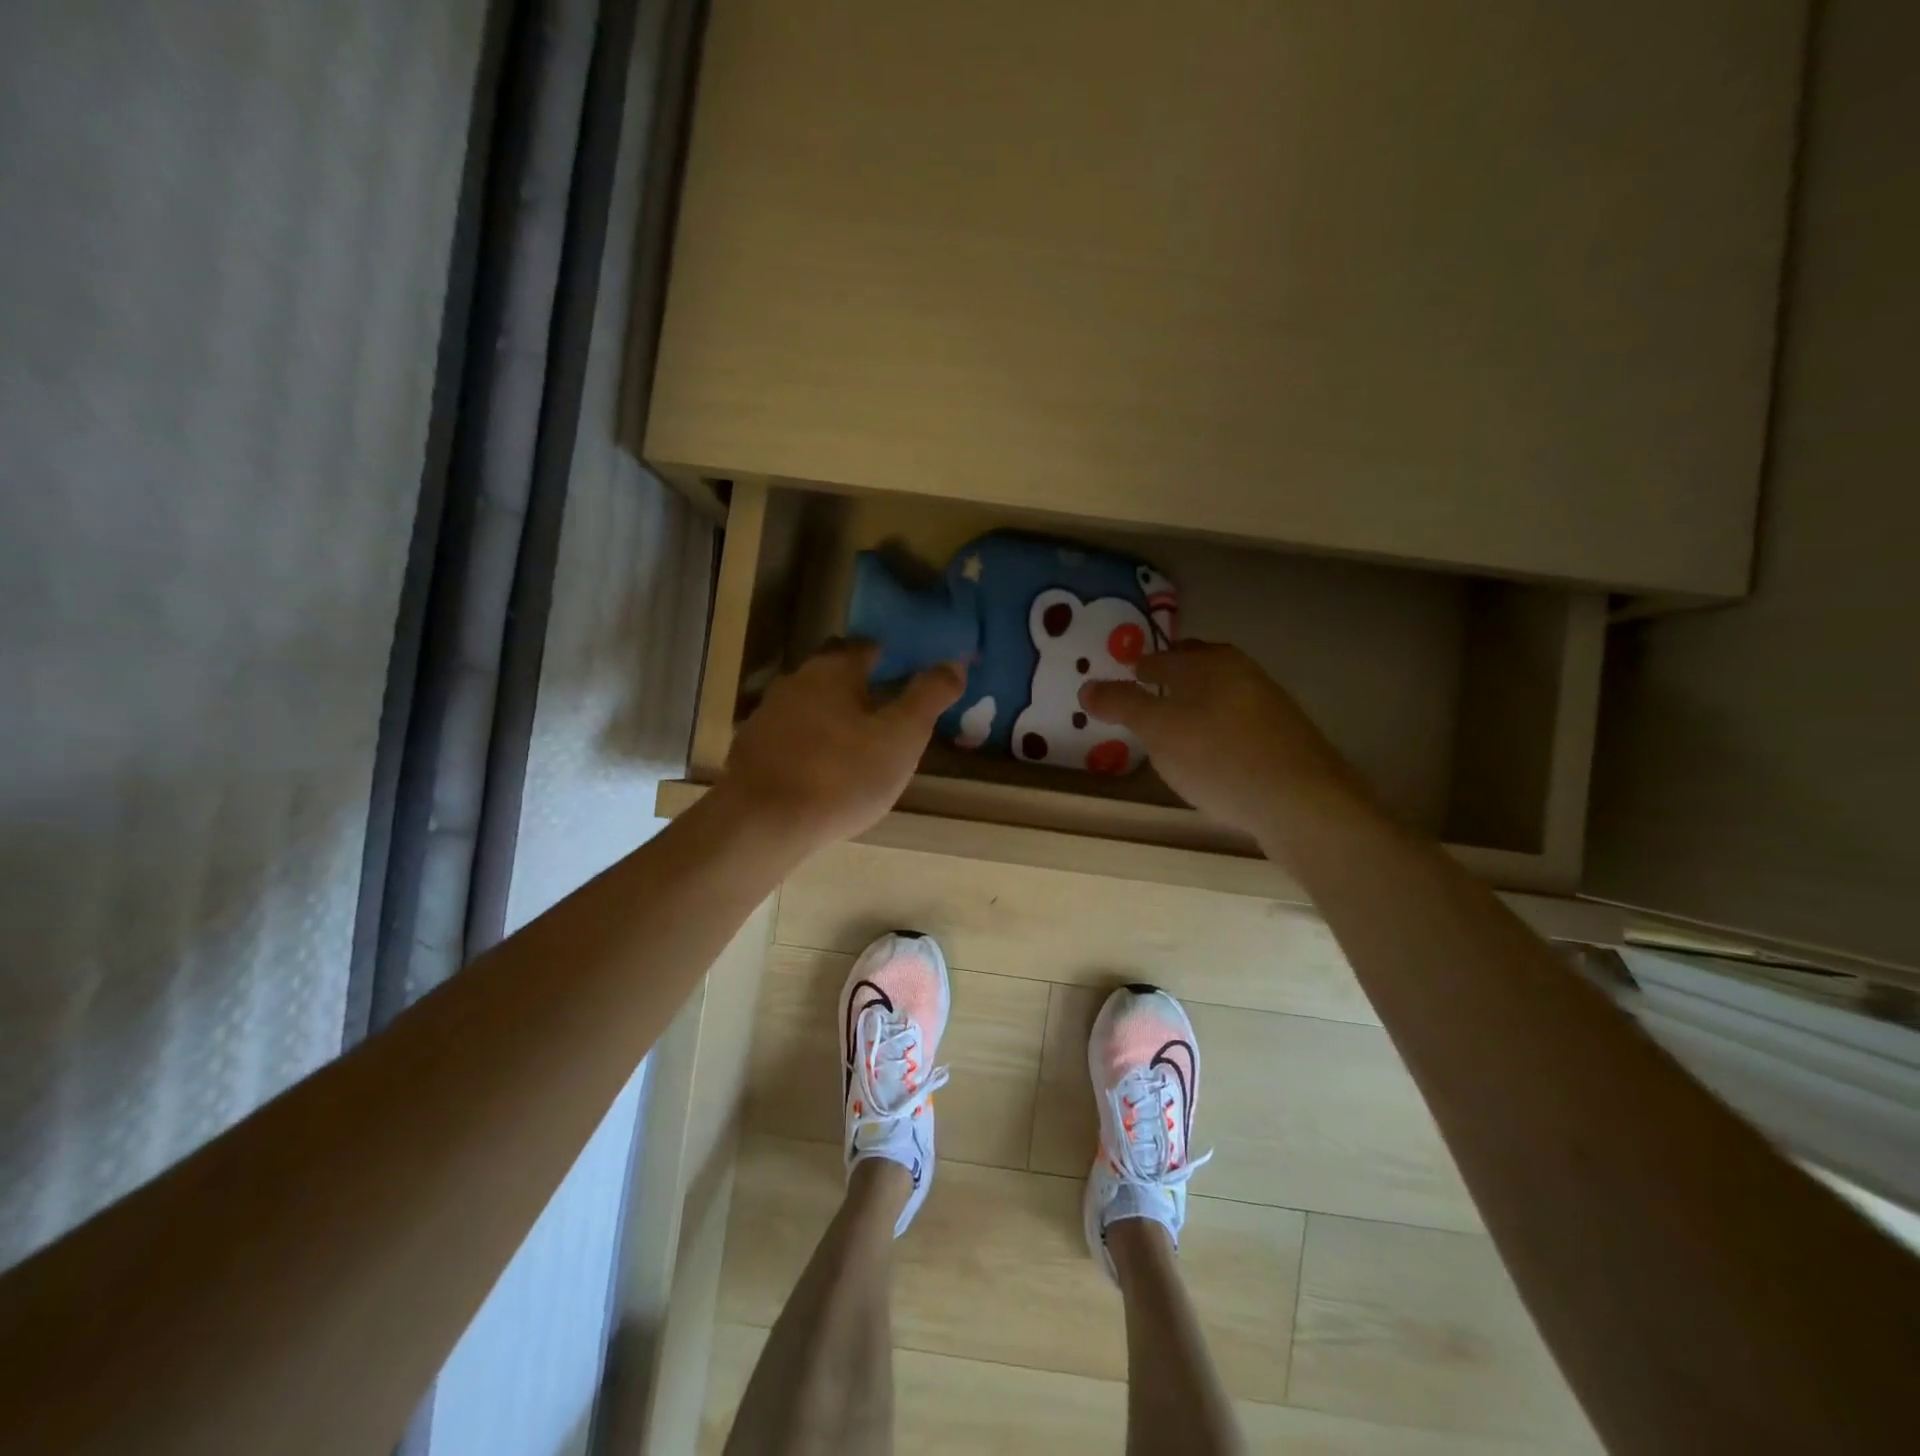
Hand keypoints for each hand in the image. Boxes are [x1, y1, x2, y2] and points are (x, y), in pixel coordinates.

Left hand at [714, 643, 964, 854]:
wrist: (763, 822)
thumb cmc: (842, 775)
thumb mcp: (902, 737)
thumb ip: (929, 696)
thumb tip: (955, 662)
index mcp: (834, 670)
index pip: (865, 646)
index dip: (889, 656)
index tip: (906, 674)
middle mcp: (796, 681)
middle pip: (833, 672)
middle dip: (858, 684)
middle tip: (885, 710)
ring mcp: (767, 714)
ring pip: (808, 703)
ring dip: (831, 714)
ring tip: (855, 743)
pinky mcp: (750, 749)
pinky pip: (789, 735)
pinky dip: (808, 742)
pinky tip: (820, 769)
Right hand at [1079, 641, 1374, 849]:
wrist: (1302, 803)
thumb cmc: (1219, 756)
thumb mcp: (1159, 730)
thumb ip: (1122, 705)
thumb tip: (1087, 687)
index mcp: (1211, 663)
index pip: (1165, 655)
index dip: (1141, 665)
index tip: (1125, 675)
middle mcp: (1245, 674)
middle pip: (1200, 668)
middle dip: (1173, 677)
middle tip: (1148, 693)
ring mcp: (1271, 707)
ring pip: (1222, 695)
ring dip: (1197, 703)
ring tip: (1175, 726)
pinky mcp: (1285, 740)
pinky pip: (1238, 724)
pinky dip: (1217, 728)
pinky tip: (1211, 754)